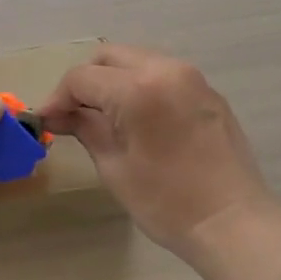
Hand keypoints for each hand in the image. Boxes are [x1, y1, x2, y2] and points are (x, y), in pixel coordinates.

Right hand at [38, 44, 275, 253]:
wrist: (233, 221)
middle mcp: (165, 69)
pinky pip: (163, 74)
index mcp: (137, 88)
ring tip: (104, 117)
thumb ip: (86, 129)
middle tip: (73, 115)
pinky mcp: (207, 91)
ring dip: (114, 80)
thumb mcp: (115, 168)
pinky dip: (142, 86)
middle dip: (85, 82)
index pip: (82, 77)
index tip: (47, 122)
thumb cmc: (167, 203)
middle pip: (110, 57)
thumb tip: (60, 115)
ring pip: (137, 60)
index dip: (58, 98)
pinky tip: (138, 119)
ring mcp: (192, 77)